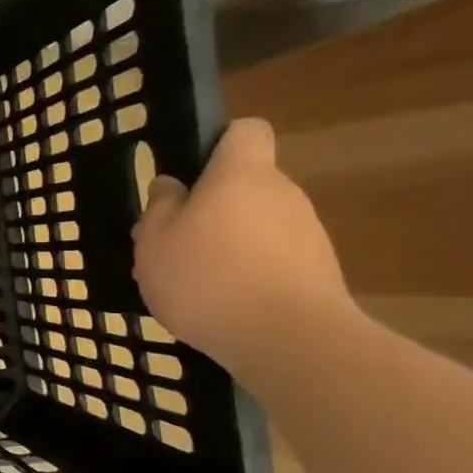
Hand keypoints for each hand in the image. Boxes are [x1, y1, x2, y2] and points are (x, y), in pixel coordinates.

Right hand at [132, 118, 353, 376]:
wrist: (289, 340)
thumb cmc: (207, 278)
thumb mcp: (155, 241)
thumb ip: (160, 208)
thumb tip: (172, 186)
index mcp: (241, 175)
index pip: (245, 132)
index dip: (218, 143)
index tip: (190, 172)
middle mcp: (282, 193)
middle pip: (244, 185)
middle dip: (208, 207)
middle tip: (170, 242)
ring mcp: (306, 233)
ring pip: (255, 223)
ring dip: (224, 242)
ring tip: (189, 281)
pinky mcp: (317, 271)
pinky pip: (270, 257)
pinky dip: (245, 271)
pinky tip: (219, 303)